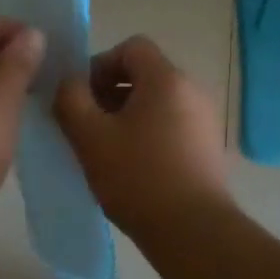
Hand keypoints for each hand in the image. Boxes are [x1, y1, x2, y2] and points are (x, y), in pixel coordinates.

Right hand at [53, 35, 230, 236]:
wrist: (192, 231)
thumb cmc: (137, 176)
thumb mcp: (89, 136)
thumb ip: (70, 98)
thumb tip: (70, 83)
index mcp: (166, 79)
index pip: (132, 47)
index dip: (100, 64)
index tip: (82, 96)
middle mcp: (193, 91)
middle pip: (145, 74)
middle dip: (110, 92)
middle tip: (87, 125)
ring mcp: (206, 121)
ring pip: (157, 102)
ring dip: (127, 116)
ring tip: (106, 149)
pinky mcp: (209, 148)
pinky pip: (172, 126)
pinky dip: (149, 134)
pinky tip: (133, 167)